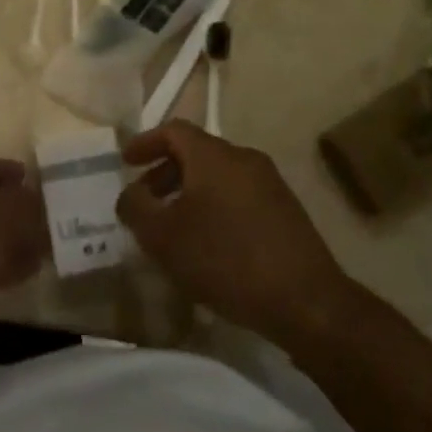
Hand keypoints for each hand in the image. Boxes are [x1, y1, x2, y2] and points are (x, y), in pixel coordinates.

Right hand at [117, 121, 351, 341]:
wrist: (306, 301)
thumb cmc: (225, 260)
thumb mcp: (163, 237)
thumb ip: (136, 207)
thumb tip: (132, 194)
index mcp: (214, 156)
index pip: (173, 130)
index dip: (146, 142)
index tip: (126, 162)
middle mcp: (244, 158)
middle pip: (196, 152)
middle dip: (165, 173)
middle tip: (146, 201)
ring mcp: (270, 183)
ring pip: (218, 176)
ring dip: (189, 192)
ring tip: (173, 227)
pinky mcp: (285, 210)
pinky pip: (238, 195)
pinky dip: (214, 206)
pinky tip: (208, 243)